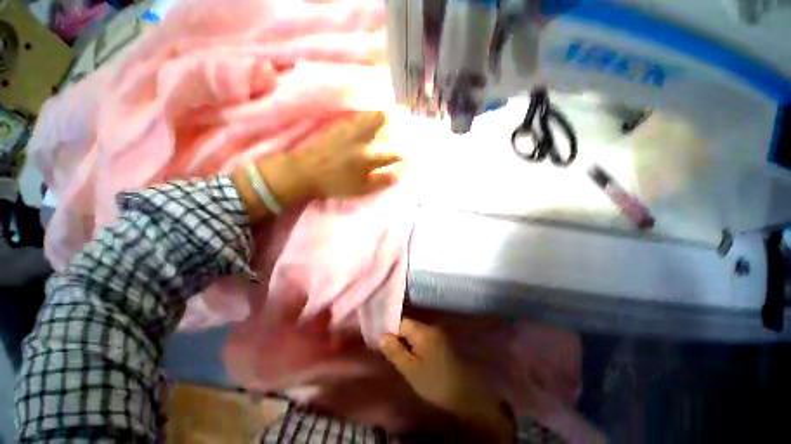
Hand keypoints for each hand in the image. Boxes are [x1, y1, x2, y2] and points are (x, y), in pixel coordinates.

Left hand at [289, 111, 401, 198]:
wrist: (305, 173)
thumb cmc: (335, 184)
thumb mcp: (360, 189)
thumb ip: (381, 182)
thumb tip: (398, 176)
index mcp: (367, 159)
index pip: (392, 154)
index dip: (404, 153)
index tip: (410, 153)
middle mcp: (360, 140)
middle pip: (380, 120)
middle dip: (394, 117)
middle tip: (402, 114)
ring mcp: (348, 130)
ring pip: (368, 115)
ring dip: (380, 113)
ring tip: (388, 112)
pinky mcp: (338, 127)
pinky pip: (356, 116)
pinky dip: (366, 114)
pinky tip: (367, 117)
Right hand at [379, 318, 514, 442]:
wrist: (466, 395)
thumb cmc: (435, 382)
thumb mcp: (410, 369)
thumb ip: (394, 351)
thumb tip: (381, 336)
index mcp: (423, 331)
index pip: (401, 321)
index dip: (390, 331)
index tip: (383, 344)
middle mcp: (431, 327)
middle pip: (408, 326)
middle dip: (398, 338)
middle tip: (391, 354)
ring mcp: (438, 334)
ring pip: (416, 333)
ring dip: (407, 343)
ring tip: (402, 358)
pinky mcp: (443, 343)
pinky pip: (424, 339)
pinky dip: (417, 346)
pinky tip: (415, 359)